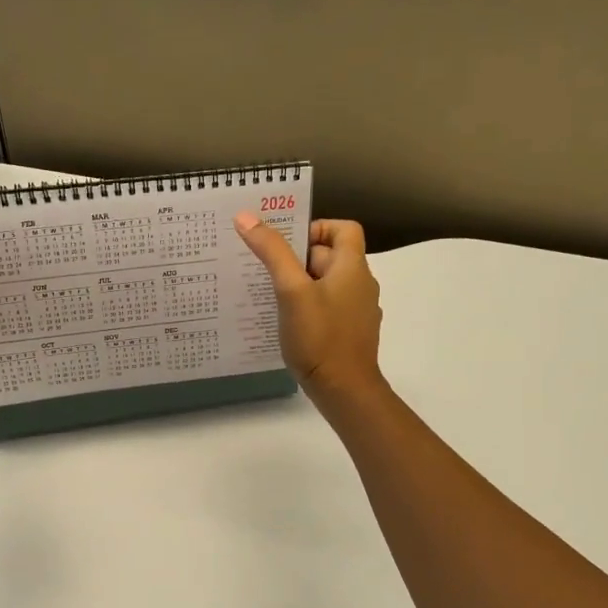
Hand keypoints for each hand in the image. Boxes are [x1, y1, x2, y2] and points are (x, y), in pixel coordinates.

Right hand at [233, 214, 384, 405]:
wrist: (344, 390)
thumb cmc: (320, 337)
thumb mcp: (291, 291)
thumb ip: (272, 252)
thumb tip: (246, 216)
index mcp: (353, 268)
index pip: (344, 229)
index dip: (316, 228)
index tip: (287, 245)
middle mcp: (361, 285)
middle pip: (331, 256)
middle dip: (299, 259)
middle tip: (268, 271)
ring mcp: (358, 311)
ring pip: (327, 284)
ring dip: (301, 285)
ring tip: (272, 297)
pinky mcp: (350, 333)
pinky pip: (329, 308)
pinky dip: (309, 308)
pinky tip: (287, 323)